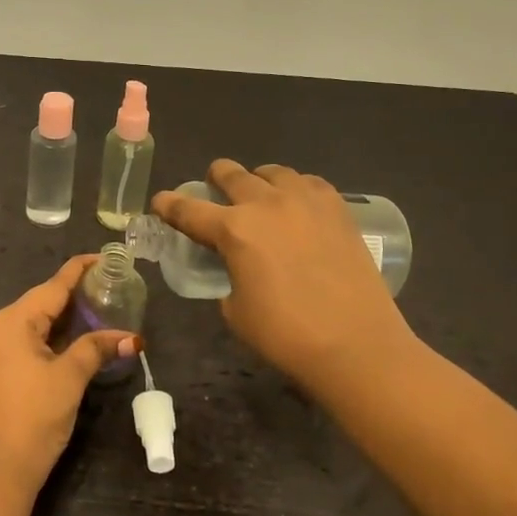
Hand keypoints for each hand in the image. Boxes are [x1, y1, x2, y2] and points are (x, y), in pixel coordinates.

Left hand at [0, 254, 137, 489]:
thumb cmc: (33, 416)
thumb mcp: (69, 378)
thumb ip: (96, 349)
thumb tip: (131, 338)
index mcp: (10, 321)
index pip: (52, 287)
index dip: (78, 271)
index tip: (101, 257)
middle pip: (37, 304)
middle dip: (71, 298)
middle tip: (105, 290)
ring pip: (28, 325)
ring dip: (58, 321)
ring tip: (91, 313)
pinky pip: (18, 344)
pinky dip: (44, 339)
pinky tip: (65, 343)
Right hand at [152, 161, 416, 394]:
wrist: (356, 344)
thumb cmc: (286, 335)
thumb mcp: (236, 311)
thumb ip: (228, 277)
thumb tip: (237, 267)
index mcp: (234, 230)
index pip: (188, 210)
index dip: (168, 205)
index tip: (160, 202)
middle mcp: (266, 204)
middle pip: (230, 173)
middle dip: (215, 179)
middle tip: (213, 190)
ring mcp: (306, 200)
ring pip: (272, 171)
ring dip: (257, 180)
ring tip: (260, 196)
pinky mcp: (337, 208)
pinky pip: (308, 182)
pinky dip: (295, 188)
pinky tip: (298, 205)